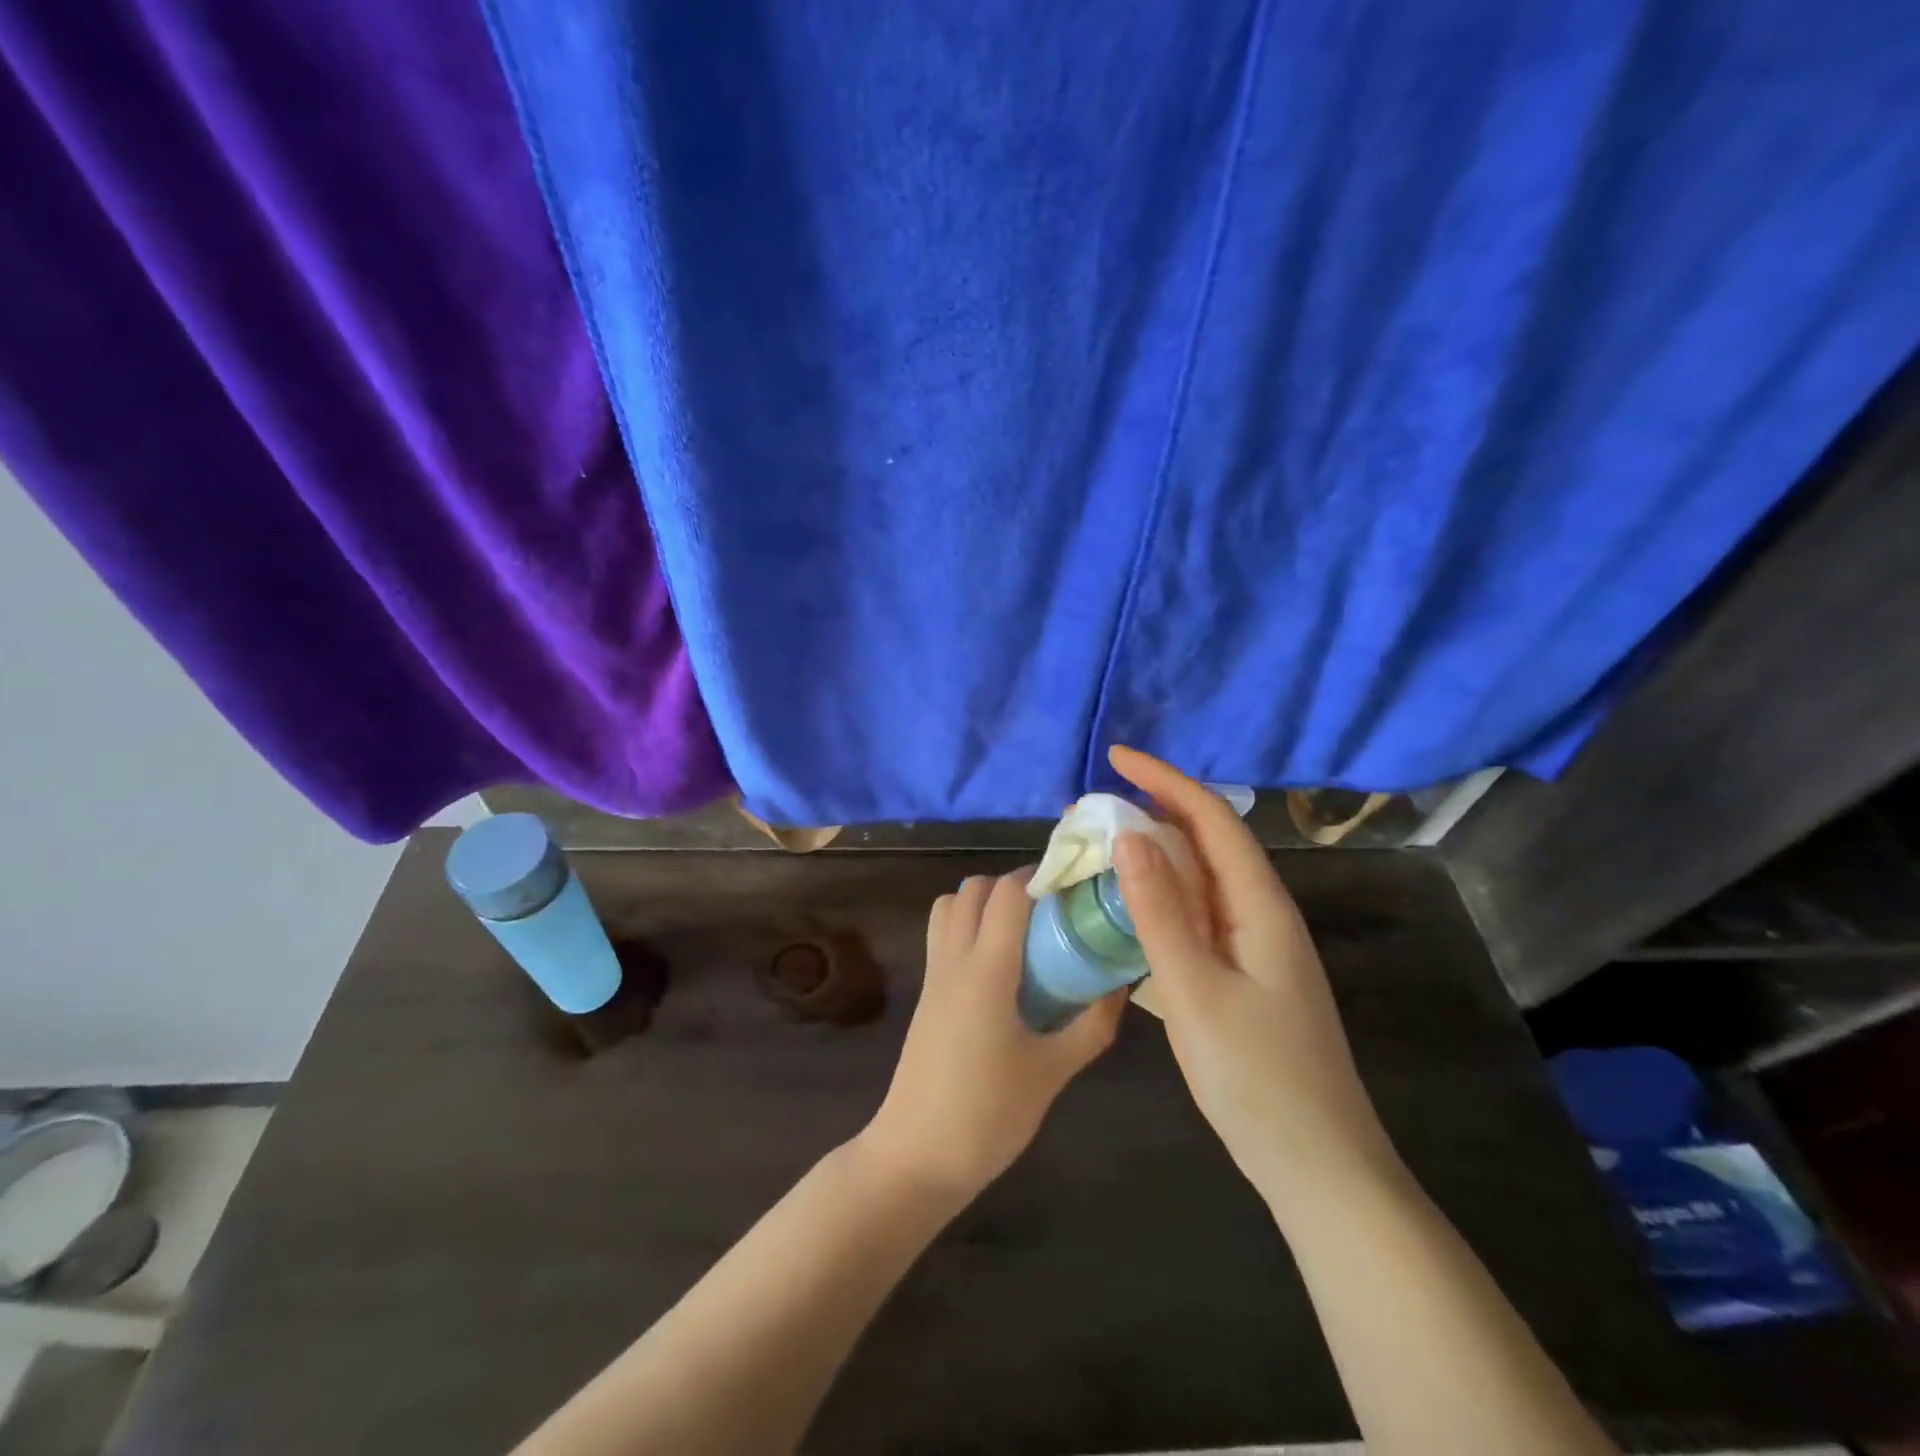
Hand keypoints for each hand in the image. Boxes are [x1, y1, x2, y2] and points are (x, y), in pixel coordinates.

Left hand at [860, 871, 1124, 1202]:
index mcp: (985, 970)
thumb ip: (1091, 1025)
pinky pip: (942, 935)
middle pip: (974, 889)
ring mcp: (933, 975)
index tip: (1075, 884)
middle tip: (1052, 910)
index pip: (1007, 894)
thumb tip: (1119, 985)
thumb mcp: (1052, 1072)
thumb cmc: (988, 1114)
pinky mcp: (926, 994)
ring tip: (1023, 931)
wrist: (916, 1155)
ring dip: (983, 902)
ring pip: (949, 907)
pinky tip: (1001, 965)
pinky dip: (967, 926)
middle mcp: (954, 959)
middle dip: (1013, 885)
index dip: (1040, 876)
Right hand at [1107, 746, 1399, 1207]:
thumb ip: (1160, 912)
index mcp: (1260, 907)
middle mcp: (1260, 914)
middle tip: (1090, 811)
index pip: (1212, 819)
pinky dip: (1157, 901)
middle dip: (1152, 813)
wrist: (1318, 1168)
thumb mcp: (1195, 992)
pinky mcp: (1242, 976)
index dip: (1164, 780)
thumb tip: (1130, 836)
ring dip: (1152, 858)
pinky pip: (1195, 918)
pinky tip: (1125, 912)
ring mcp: (1253, 947)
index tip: (1115, 757)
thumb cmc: (1258, 1079)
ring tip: (1098, 851)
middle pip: (1207, 843)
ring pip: (1199, 882)